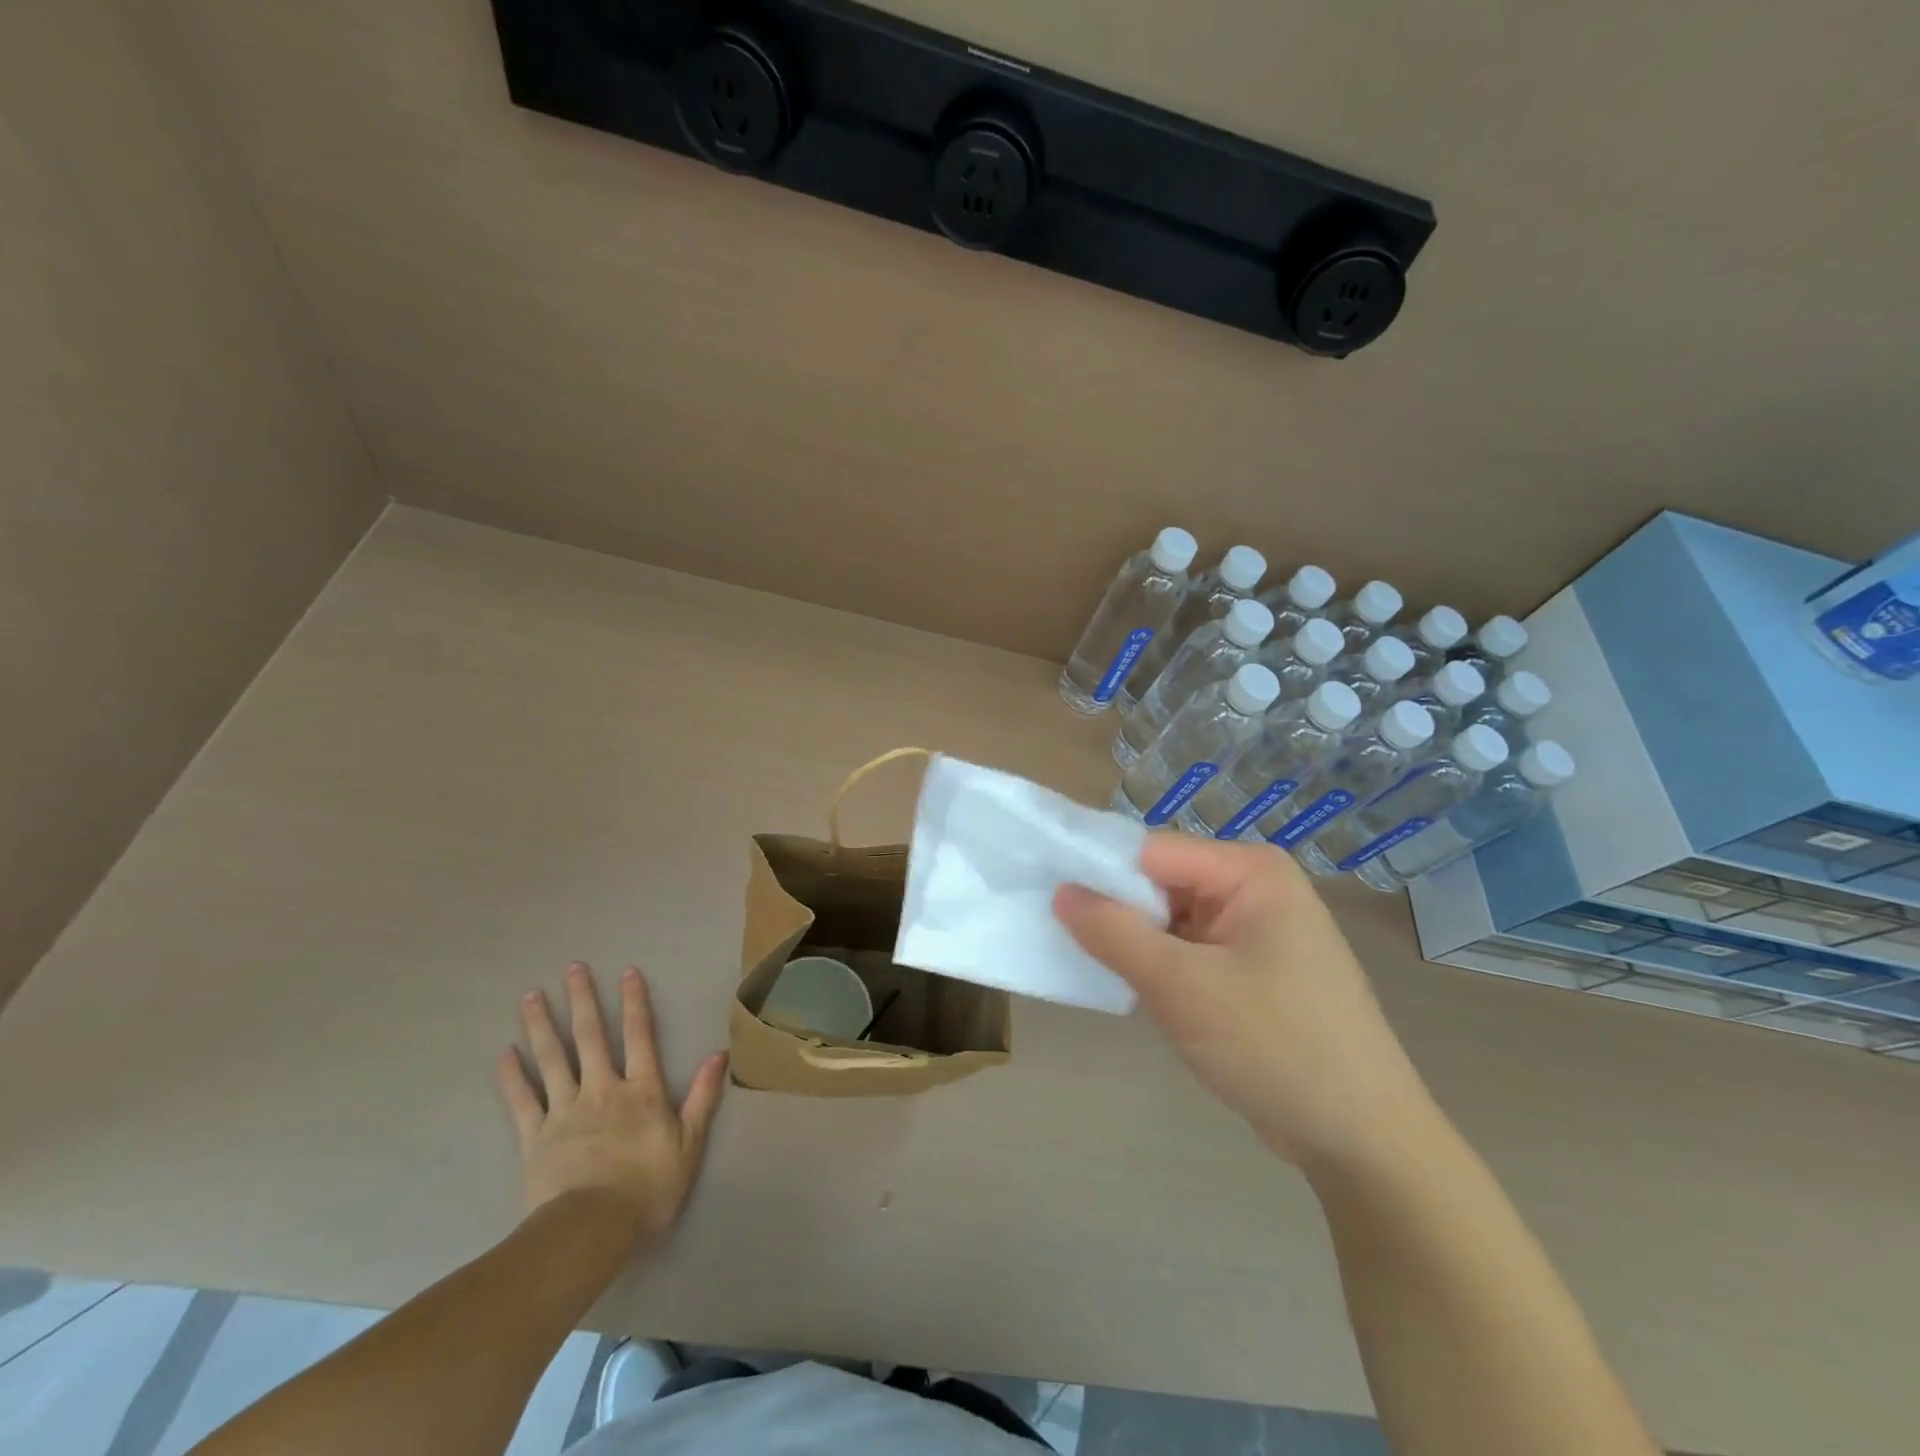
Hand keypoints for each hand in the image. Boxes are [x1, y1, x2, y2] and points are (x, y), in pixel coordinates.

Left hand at [496, 963, 726, 1247]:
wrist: (590, 1231)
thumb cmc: (647, 1188)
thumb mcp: (689, 1144)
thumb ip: (702, 1097)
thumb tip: (719, 1054)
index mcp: (641, 1091)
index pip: (639, 1036)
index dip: (634, 1003)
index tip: (627, 972)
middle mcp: (602, 1089)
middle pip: (591, 1037)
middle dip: (582, 1000)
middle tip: (572, 968)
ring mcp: (565, 1111)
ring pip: (552, 1060)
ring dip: (542, 1026)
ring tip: (531, 996)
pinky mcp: (535, 1137)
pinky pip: (522, 1101)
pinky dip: (512, 1076)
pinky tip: (504, 1053)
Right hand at [1054, 834, 1434, 1168]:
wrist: (1362, 1141)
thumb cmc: (1275, 1046)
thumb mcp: (1182, 986)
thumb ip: (1114, 933)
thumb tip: (1061, 892)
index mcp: (1250, 871)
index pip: (1152, 851)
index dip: (1098, 871)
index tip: (1046, 897)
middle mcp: (1254, 888)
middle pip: (1161, 882)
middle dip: (1116, 912)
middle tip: (1061, 938)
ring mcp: (1255, 930)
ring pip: (1170, 919)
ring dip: (1135, 944)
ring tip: (1088, 965)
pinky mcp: (1252, 969)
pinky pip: (1189, 950)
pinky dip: (1157, 967)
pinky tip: (1130, 989)